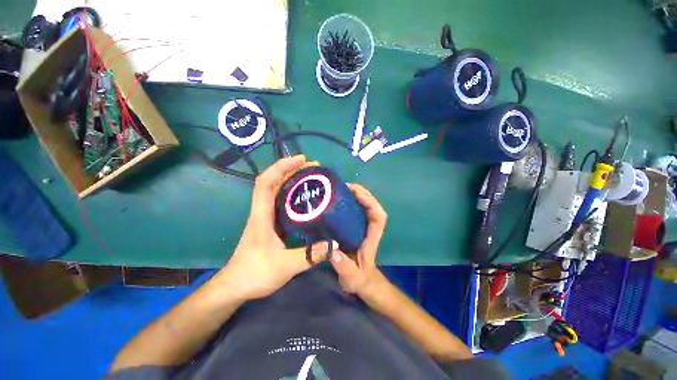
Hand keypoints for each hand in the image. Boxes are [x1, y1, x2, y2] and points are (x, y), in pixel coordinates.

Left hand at [214, 155, 333, 301]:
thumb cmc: (255, 273)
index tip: (303, 160)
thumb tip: (334, 245)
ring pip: (274, 196)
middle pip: (271, 184)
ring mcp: (262, 224)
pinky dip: (290, 202)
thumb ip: (310, 255)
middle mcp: (260, 215)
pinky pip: (279, 210)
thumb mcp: (285, 265)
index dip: (282, 166)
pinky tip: (305, 208)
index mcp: (261, 216)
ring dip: (290, 185)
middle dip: (290, 172)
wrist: (236, 286)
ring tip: (312, 183)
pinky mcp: (266, 233)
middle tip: (314, 170)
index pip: (266, 182)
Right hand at [330, 183, 386, 294]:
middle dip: (361, 194)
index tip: (355, 192)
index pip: (378, 216)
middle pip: (371, 208)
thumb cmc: (359, 281)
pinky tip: (331, 203)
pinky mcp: (352, 233)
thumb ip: (344, 267)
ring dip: (353, 198)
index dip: (370, 202)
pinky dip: (345, 206)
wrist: (362, 285)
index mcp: (371, 239)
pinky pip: (351, 215)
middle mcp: (368, 232)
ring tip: (335, 190)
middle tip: (341, 186)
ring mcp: (360, 232)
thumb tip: (333, 252)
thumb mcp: (351, 277)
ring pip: (362, 210)